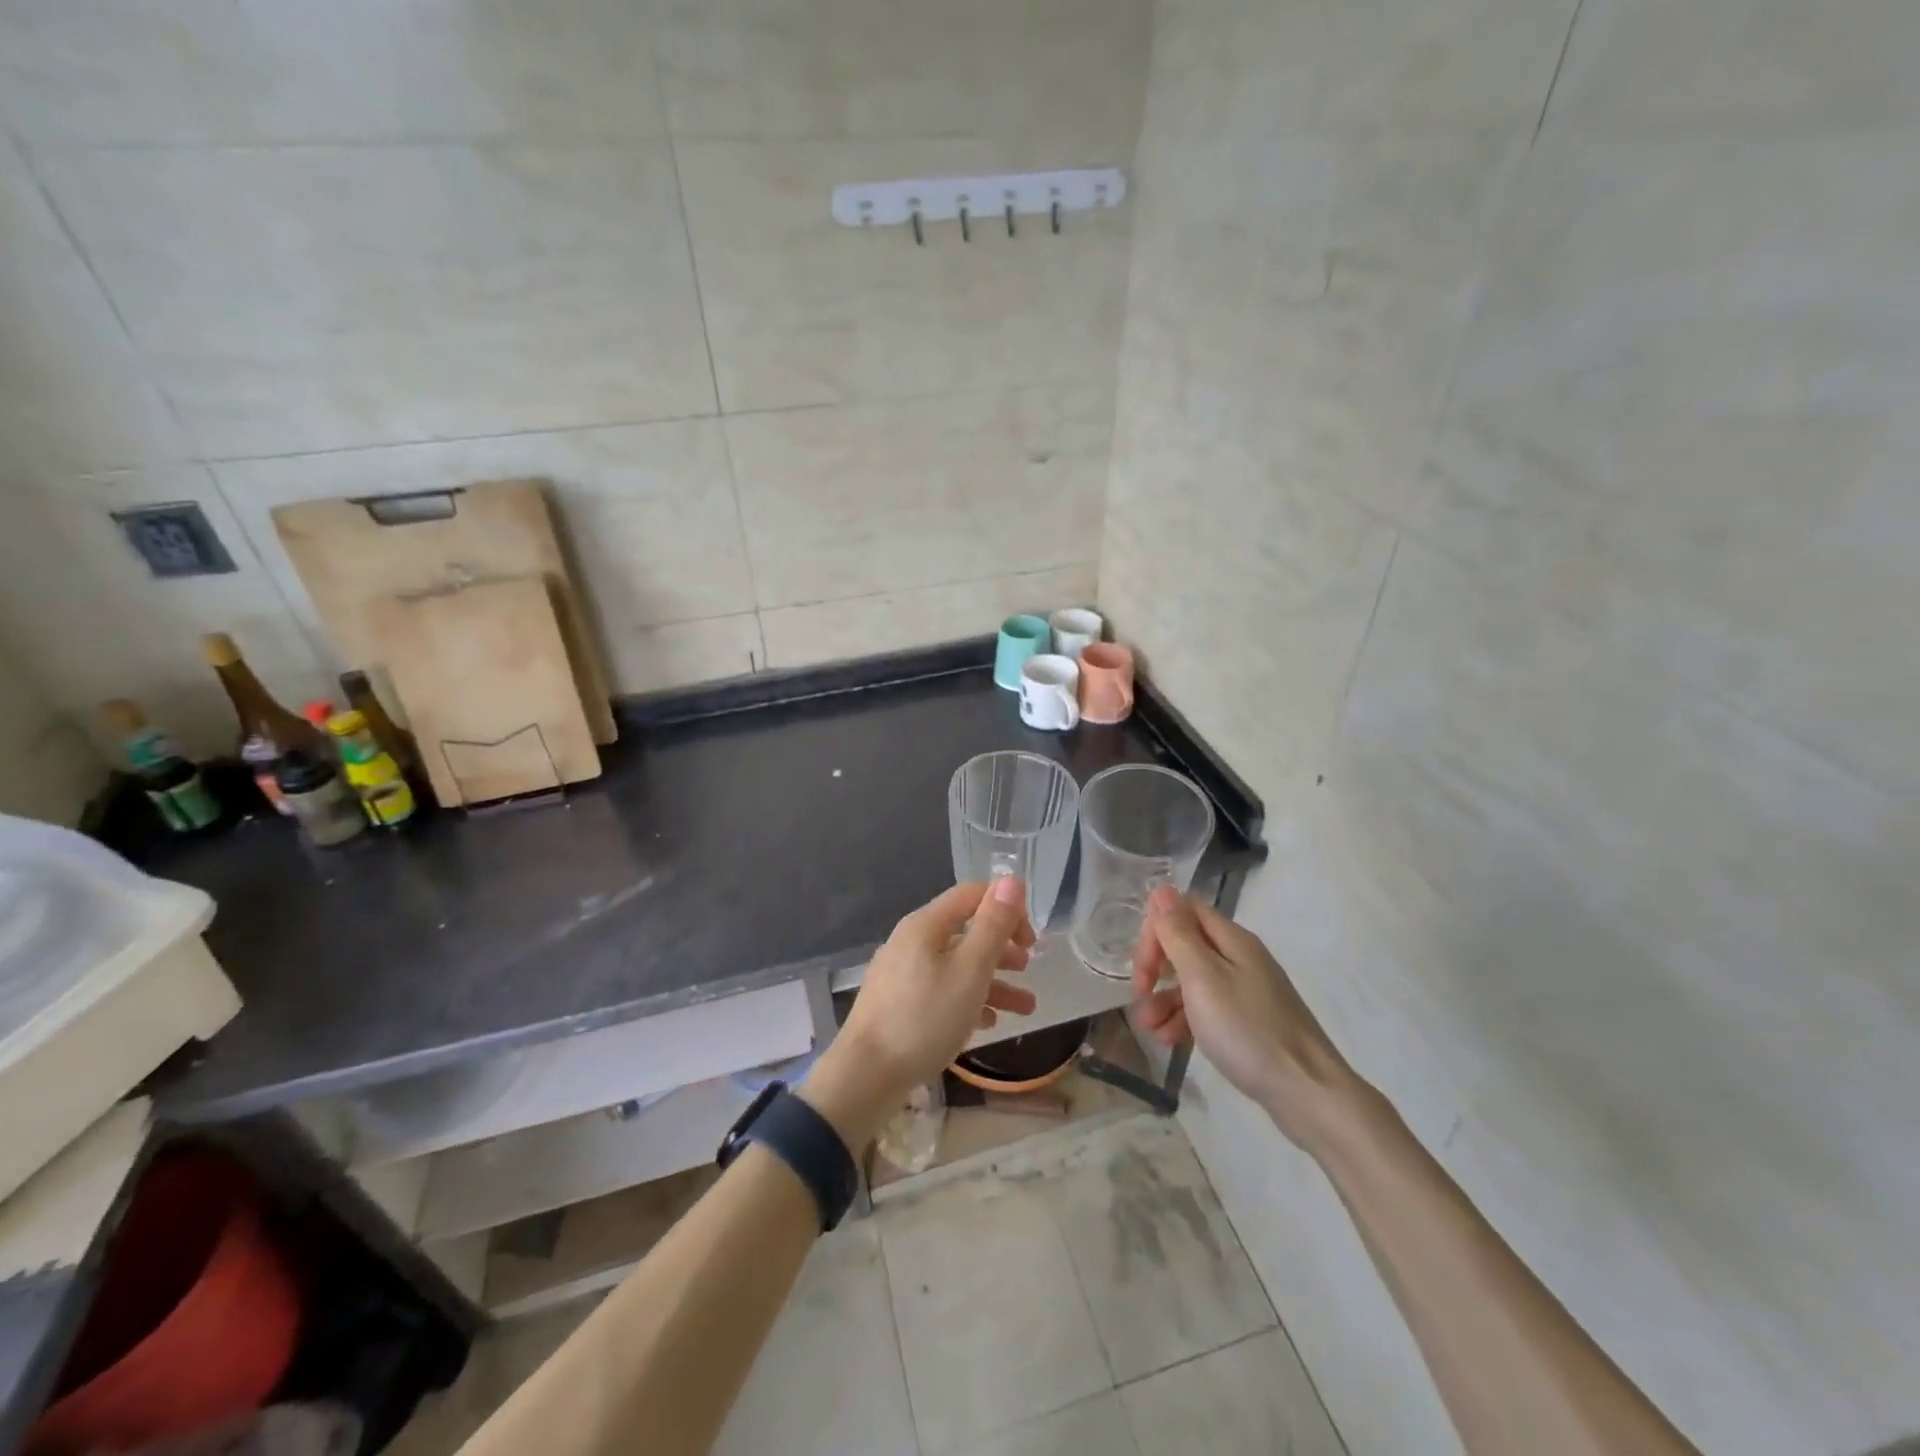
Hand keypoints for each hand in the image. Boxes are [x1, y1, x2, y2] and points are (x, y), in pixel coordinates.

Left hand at [803, 878, 1035, 1147]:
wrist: (866, 1076)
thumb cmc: (925, 1018)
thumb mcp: (970, 971)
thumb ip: (993, 925)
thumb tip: (1011, 880)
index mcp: (926, 925)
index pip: (972, 895)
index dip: (1006, 908)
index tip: (1031, 939)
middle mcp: (911, 941)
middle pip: (965, 931)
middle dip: (1002, 947)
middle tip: (1029, 968)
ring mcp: (902, 973)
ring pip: (956, 966)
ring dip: (993, 980)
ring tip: (1025, 1007)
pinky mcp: (898, 1004)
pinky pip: (941, 990)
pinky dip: (968, 999)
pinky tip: (987, 1023)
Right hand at [1131, 886, 1362, 1153]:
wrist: (1307, 1093)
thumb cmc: (1248, 1030)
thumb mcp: (1203, 978)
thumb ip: (1179, 934)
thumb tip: (1162, 890)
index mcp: (1232, 940)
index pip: (1183, 911)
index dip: (1155, 930)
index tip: (1143, 966)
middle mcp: (1239, 958)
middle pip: (1185, 944)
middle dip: (1156, 967)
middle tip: (1139, 994)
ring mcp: (1245, 991)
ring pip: (1192, 981)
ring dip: (1163, 1000)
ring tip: (1149, 1030)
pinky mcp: (1247, 1022)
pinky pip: (1206, 1010)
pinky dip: (1183, 1020)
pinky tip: (1169, 1042)